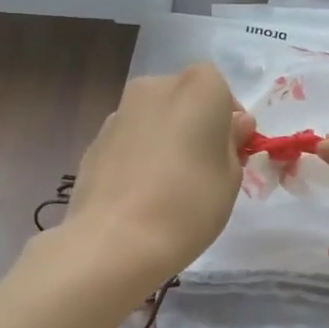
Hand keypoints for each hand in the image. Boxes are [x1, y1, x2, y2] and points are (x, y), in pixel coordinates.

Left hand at [58, 64, 255, 289]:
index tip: (231, 152)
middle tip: (202, 168)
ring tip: (168, 186)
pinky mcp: (94, 141)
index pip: (220, 89)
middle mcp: (155, 88)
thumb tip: (234, 125)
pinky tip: (140, 194)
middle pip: (183, 99)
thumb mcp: (231, 177)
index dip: (227, 119)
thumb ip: (232, 143)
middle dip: (194, 124)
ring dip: (163, 140)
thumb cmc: (189, 204)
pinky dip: (138, 157)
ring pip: (153, 119)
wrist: (116, 239)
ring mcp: (119, 112)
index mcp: (197, 88)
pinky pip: (129, 141)